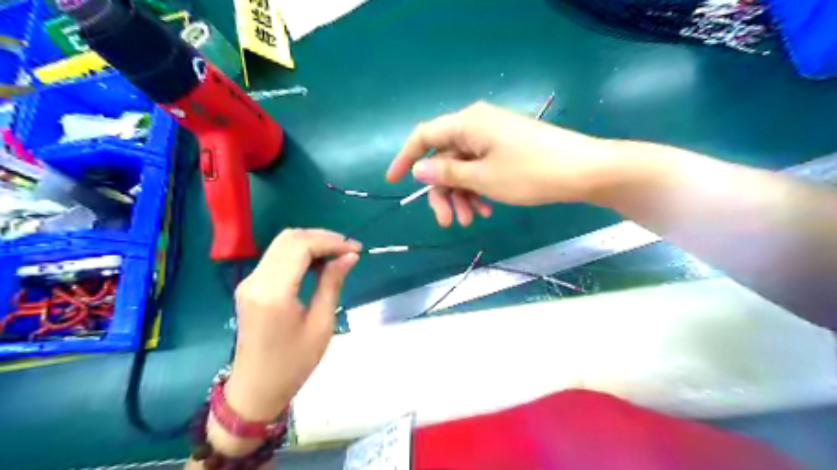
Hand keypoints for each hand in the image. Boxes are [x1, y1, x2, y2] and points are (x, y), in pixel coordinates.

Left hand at [223, 229, 359, 422]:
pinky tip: (318, 263)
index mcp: (273, 293)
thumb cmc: (293, 363)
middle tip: (348, 250)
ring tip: (337, 255)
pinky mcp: (250, 285)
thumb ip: (332, 284)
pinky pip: (276, 256)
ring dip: (311, 242)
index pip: (300, 246)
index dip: (330, 241)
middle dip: (322, 237)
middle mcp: (256, 280)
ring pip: (282, 244)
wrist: (255, 389)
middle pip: (289, 238)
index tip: (355, 249)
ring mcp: (249, 281)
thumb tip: (349, 256)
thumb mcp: (321, 324)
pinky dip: (299, 252)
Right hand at [388, 101, 616, 226]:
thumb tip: (419, 170)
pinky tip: (484, 210)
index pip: (423, 136)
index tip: (391, 181)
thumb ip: (447, 172)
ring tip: (469, 221)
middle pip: (444, 157)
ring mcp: (493, 138)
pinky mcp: (506, 149)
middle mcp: (477, 125)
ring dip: (461, 195)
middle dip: (442, 192)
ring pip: (463, 167)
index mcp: (467, 123)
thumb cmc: (530, 173)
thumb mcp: (483, 177)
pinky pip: (481, 168)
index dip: (405, 158)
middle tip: (446, 222)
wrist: (583, 171)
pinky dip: (478, 189)